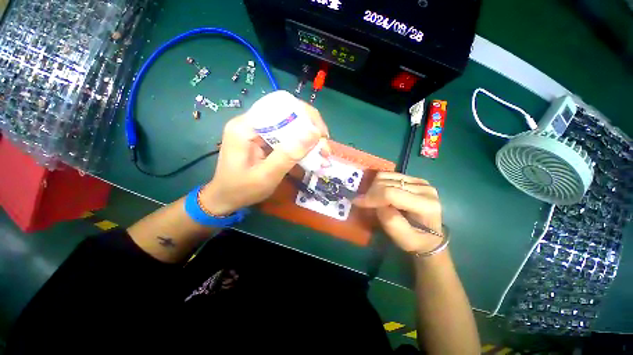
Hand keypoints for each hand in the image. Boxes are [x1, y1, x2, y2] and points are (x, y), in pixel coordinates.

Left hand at [201, 102, 330, 214]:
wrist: (225, 198)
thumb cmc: (242, 190)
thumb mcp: (266, 176)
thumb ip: (288, 155)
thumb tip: (314, 133)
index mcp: (245, 126)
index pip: (280, 106)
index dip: (305, 115)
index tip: (321, 133)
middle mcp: (250, 123)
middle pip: (286, 113)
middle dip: (310, 128)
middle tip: (324, 145)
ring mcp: (257, 131)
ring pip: (288, 125)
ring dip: (307, 137)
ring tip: (321, 151)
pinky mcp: (263, 139)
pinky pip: (285, 136)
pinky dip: (300, 144)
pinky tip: (310, 154)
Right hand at [353, 172, 442, 253]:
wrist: (431, 236)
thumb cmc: (417, 241)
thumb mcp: (404, 240)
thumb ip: (391, 223)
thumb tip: (377, 205)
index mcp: (426, 205)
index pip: (391, 193)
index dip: (371, 197)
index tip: (357, 202)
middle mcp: (425, 188)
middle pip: (387, 183)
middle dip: (371, 193)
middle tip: (363, 203)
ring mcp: (420, 181)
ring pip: (386, 176)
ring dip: (374, 187)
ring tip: (372, 199)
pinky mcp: (414, 178)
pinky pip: (389, 174)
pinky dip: (379, 182)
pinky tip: (379, 193)